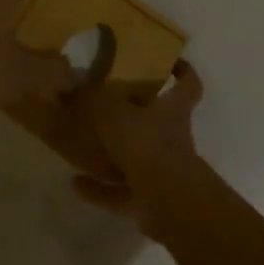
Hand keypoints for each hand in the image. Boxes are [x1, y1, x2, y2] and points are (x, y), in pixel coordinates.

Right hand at [69, 60, 206, 238]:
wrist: (168, 202)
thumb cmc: (147, 144)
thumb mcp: (114, 113)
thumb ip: (94, 99)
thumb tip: (75, 85)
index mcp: (173, 110)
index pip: (188, 85)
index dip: (183, 72)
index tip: (170, 62)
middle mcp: (172, 138)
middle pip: (160, 121)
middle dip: (138, 116)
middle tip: (110, 105)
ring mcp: (163, 171)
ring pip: (138, 158)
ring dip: (113, 156)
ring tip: (84, 148)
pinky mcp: (151, 200)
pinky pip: (121, 192)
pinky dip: (100, 189)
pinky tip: (75, 184)